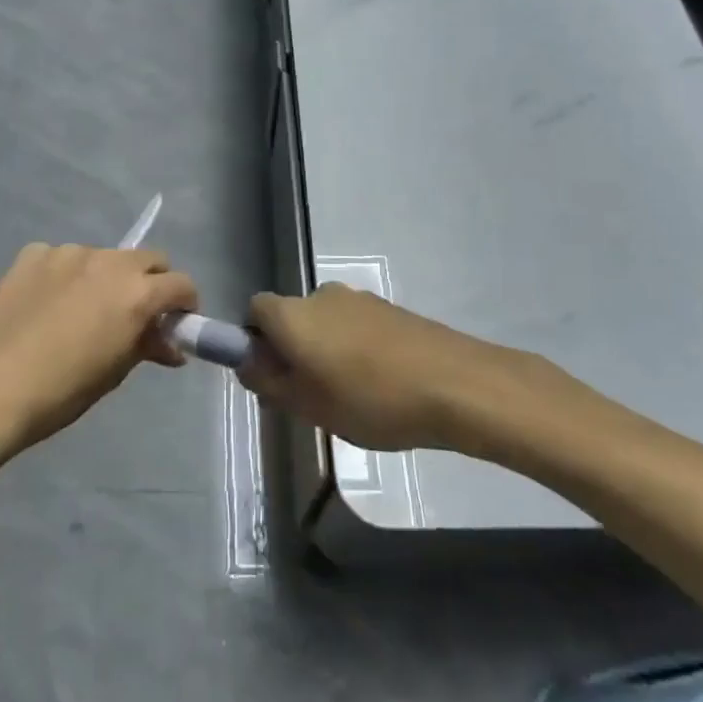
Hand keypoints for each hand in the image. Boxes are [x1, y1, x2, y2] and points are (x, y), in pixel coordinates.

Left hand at [0, 243, 198, 454]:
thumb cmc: (60, 391)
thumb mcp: (114, 372)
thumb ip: (146, 346)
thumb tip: (169, 346)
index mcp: (136, 292)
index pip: (181, 284)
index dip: (185, 304)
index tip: (176, 323)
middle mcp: (108, 261)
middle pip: (148, 259)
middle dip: (152, 282)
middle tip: (137, 313)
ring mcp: (67, 252)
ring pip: (104, 257)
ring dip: (107, 278)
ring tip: (83, 310)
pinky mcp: (33, 254)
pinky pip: (63, 259)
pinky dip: (67, 276)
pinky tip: (48, 304)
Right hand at [241, 284, 497, 451]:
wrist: (455, 384)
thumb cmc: (370, 399)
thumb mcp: (308, 405)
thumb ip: (270, 382)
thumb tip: (248, 363)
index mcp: (293, 314)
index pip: (255, 310)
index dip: (255, 341)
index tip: (271, 376)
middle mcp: (321, 295)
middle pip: (292, 317)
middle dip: (292, 350)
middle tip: (308, 396)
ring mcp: (360, 299)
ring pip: (326, 323)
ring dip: (326, 351)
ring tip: (350, 396)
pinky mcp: (390, 309)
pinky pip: (356, 326)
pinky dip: (356, 348)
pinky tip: (379, 385)